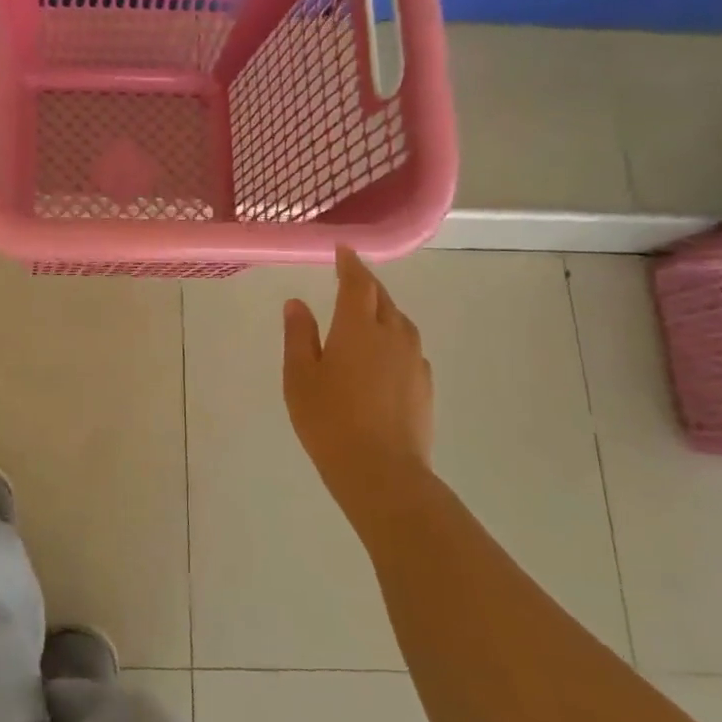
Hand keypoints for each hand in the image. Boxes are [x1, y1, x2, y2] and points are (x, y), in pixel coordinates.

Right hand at [282, 247, 434, 515]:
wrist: (382, 472)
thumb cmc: (329, 420)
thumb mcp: (299, 376)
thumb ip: (299, 335)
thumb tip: (296, 303)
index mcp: (358, 328)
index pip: (357, 283)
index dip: (350, 263)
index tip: (343, 250)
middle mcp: (392, 335)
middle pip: (383, 299)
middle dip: (366, 285)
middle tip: (350, 279)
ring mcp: (414, 361)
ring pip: (400, 322)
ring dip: (384, 311)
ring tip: (367, 316)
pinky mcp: (425, 385)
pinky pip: (410, 348)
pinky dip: (395, 340)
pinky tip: (383, 357)